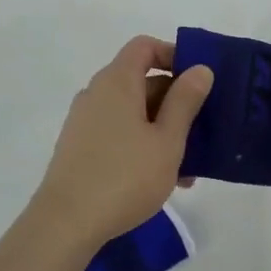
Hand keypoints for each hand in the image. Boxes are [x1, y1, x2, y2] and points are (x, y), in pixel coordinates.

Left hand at [31, 36, 212, 248]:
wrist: (66, 224)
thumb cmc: (125, 176)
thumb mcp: (168, 140)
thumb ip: (185, 101)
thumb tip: (199, 69)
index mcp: (117, 82)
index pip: (144, 47)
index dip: (174, 55)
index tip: (199, 81)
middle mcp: (97, 94)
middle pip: (141, 81)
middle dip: (176, 101)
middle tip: (204, 130)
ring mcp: (85, 122)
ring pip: (133, 113)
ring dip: (163, 130)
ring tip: (189, 167)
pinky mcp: (80, 148)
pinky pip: (119, 133)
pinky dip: (143, 145)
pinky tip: (164, 179)